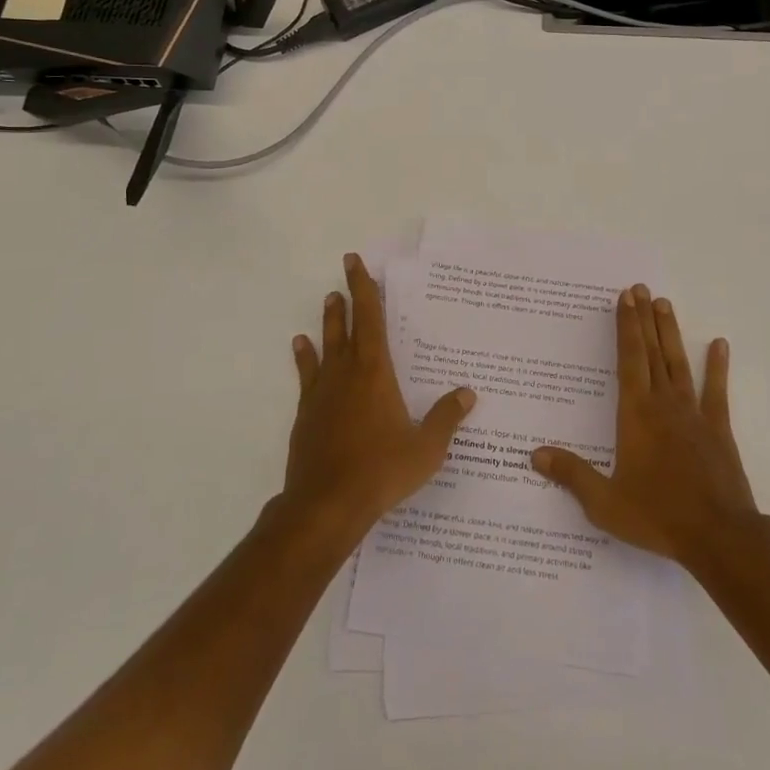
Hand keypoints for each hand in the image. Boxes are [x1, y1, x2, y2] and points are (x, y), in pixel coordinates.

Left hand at [282, 253, 475, 544]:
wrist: (325, 506)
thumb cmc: (380, 471)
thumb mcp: (425, 448)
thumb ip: (446, 418)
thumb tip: (468, 392)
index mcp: (375, 372)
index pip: (370, 319)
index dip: (365, 289)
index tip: (356, 263)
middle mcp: (346, 374)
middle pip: (345, 326)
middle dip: (347, 297)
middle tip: (345, 273)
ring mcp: (322, 393)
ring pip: (324, 346)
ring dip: (327, 323)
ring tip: (327, 303)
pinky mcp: (306, 414)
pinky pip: (307, 376)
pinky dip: (305, 358)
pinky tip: (302, 349)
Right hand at [532, 284, 757, 565]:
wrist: (719, 536)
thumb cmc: (657, 516)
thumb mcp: (605, 503)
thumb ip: (572, 475)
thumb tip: (535, 454)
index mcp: (635, 414)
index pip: (628, 359)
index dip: (625, 327)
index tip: (625, 298)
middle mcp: (663, 404)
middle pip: (652, 352)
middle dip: (644, 319)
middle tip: (641, 289)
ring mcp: (694, 414)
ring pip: (679, 363)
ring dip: (670, 332)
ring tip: (665, 303)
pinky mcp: (718, 429)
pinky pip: (716, 391)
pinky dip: (718, 367)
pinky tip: (720, 344)